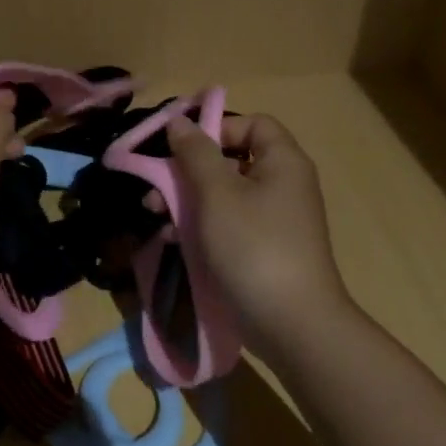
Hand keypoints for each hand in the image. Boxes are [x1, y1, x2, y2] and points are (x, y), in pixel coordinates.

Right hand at [166, 112, 351, 346]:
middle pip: (231, 159)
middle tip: (155, 185)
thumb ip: (195, 153)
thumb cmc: (253, 246)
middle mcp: (282, 185)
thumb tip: (180, 120)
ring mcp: (272, 220)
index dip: (216, 127)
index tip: (181, 145)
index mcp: (282, 162)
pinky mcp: (261, 249)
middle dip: (188, 169)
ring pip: (222, 194)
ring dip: (185, 199)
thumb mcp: (217, 193)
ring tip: (154, 214)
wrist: (291, 324)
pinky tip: (170, 239)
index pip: (252, 123)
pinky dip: (199, 226)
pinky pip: (226, 224)